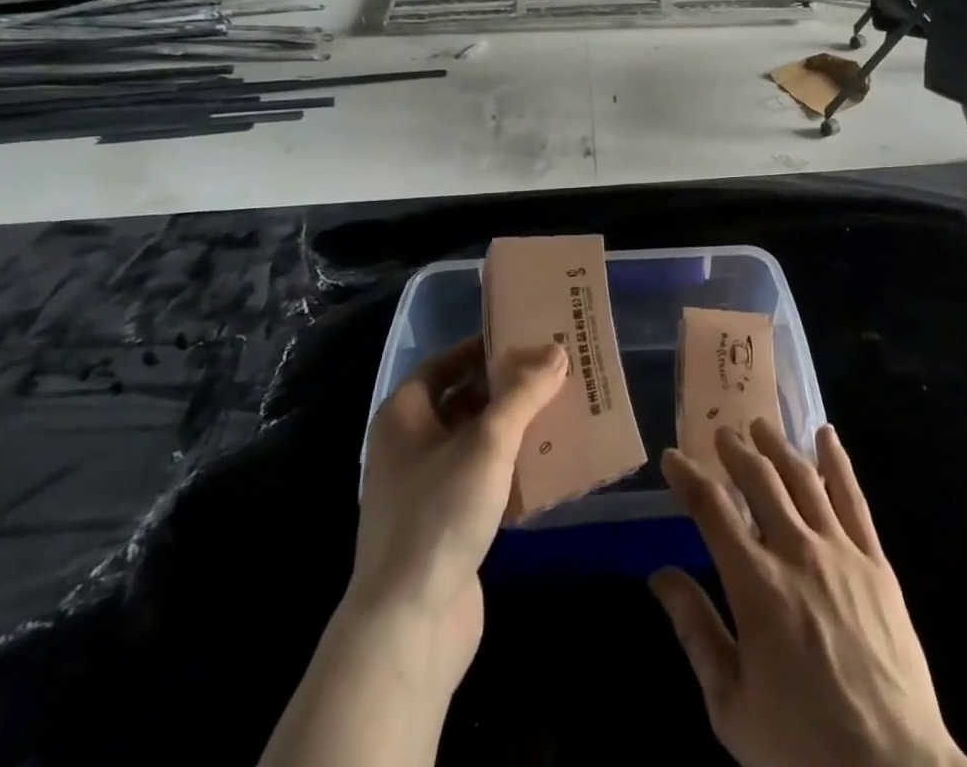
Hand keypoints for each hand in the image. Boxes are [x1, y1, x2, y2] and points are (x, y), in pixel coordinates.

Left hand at [258, 338, 564, 766]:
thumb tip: (555, 351)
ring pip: (477, 441)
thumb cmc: (440, 514)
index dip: (482, 348)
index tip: (525, 338)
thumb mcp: (487, 442)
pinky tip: (551, 463)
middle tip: (554, 371)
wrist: (408, 627)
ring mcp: (427, 488)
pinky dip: (513, 467)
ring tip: (562, 410)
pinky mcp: (447, 524)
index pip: (445, 363)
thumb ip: (523, 394)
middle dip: (507, 387)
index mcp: (404, 415)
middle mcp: (410, 445)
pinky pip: (484, 479)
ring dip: (515, 427)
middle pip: (464, 400)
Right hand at [651, 419, 966, 766]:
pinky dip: (837, 461)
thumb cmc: (801, 748)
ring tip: (760, 426)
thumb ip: (696, 632)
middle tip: (720, 433)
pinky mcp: (875, 561)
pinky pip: (854, 498)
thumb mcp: (731, 705)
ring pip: (803, 477)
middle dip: (734, 450)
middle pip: (760, 479)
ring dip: (777, 446)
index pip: (712, 509)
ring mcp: (840, 551)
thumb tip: (660, 575)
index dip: (688, 477)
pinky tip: (826, 436)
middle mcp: (796, 551)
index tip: (672, 457)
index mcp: (756, 585)